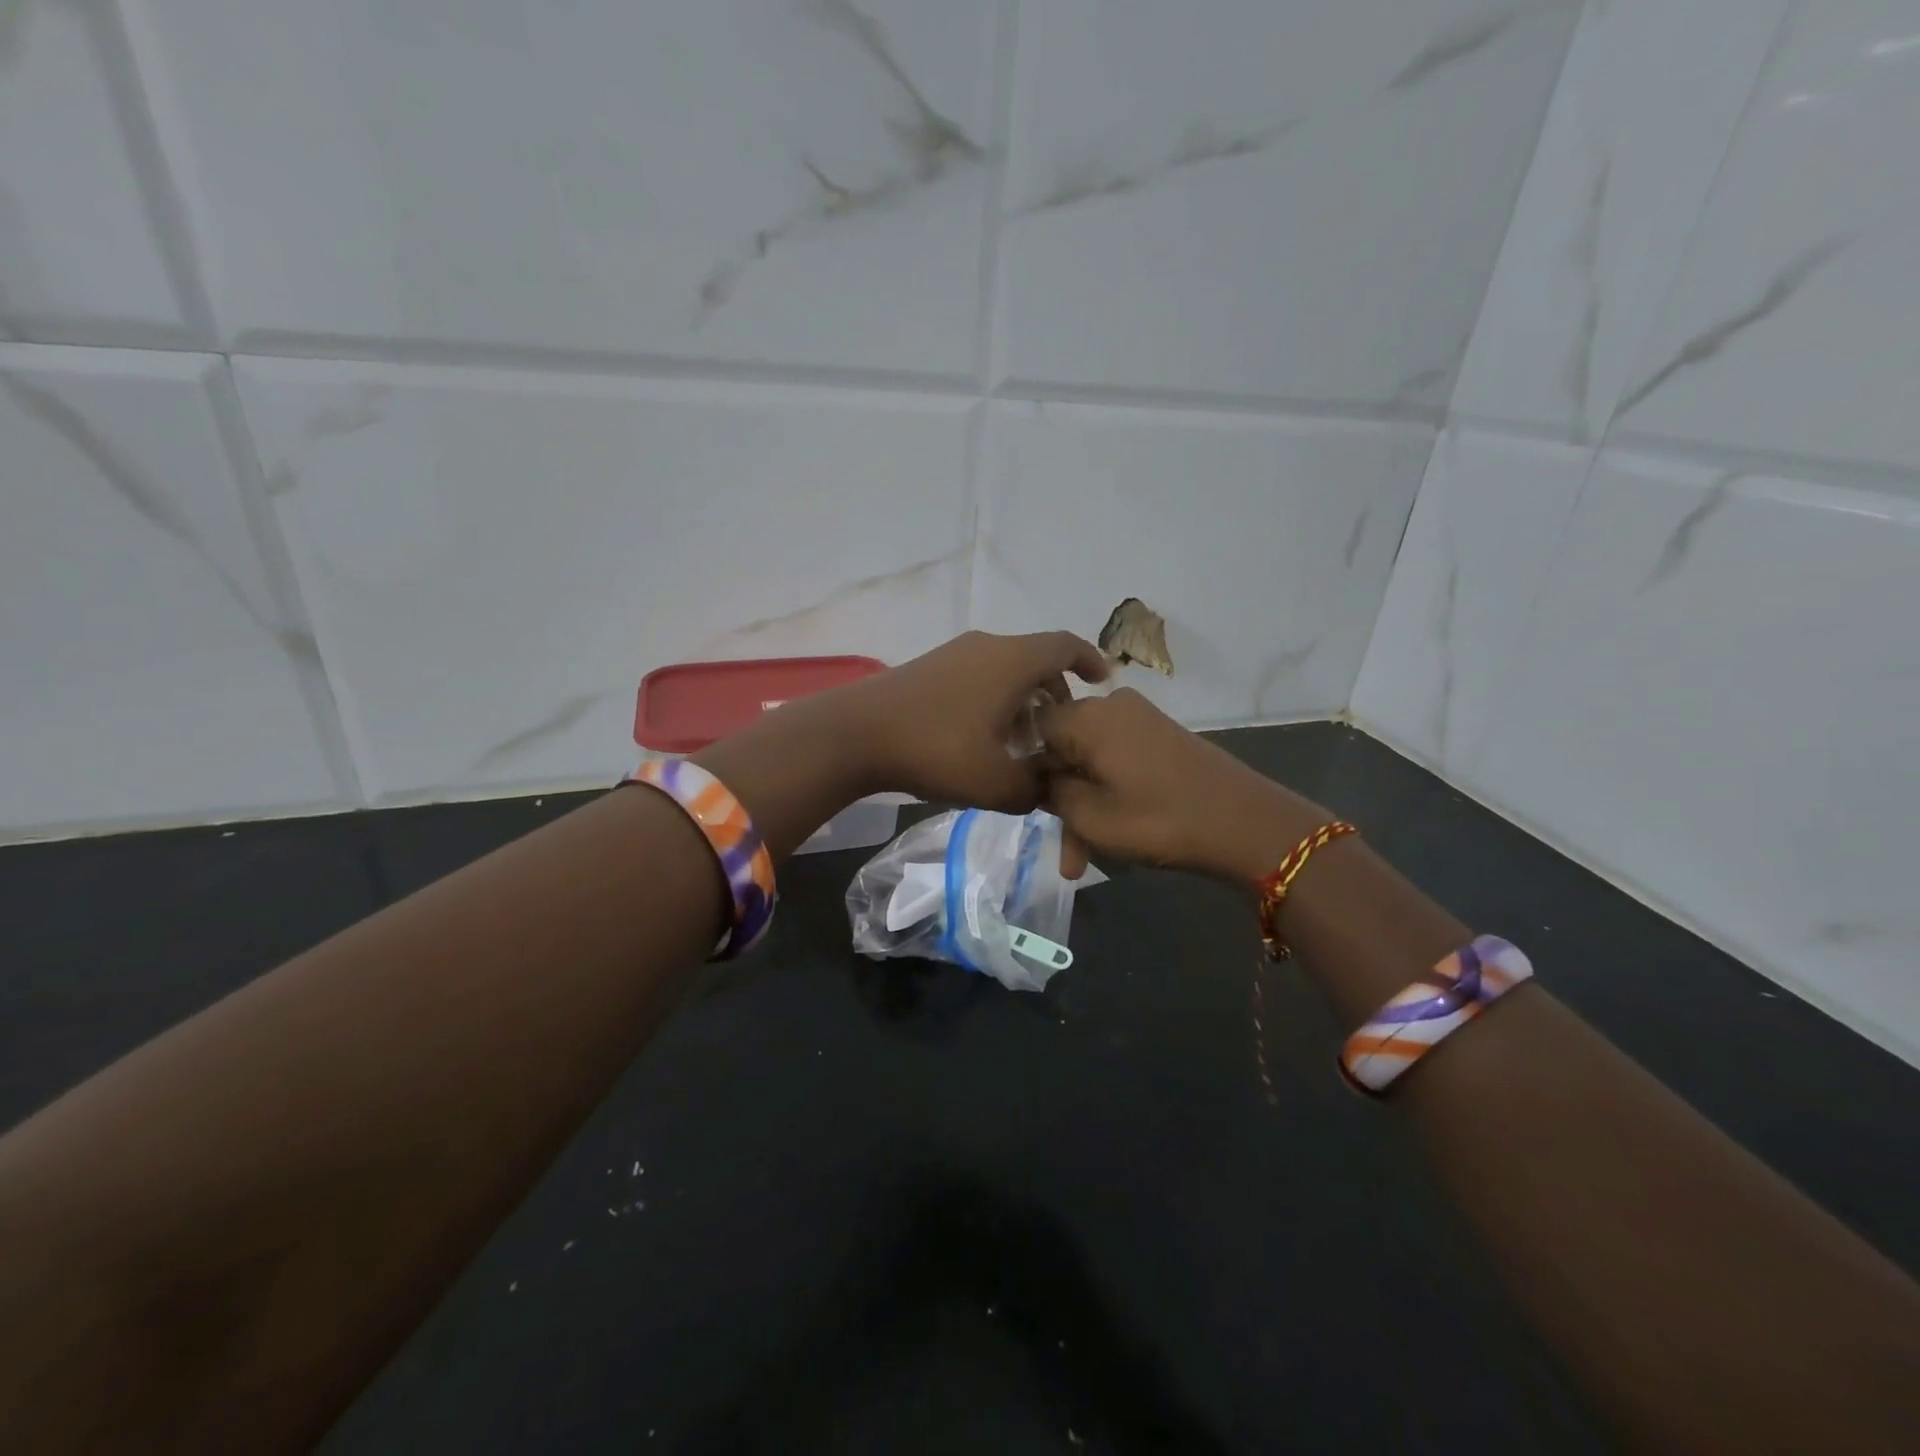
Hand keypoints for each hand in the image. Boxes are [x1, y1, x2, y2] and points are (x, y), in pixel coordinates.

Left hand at [841, 630, 1108, 811]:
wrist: (855, 734)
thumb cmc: (936, 751)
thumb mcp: (996, 783)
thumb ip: (1034, 790)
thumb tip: (1046, 790)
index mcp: (1013, 661)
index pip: (1065, 647)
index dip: (1090, 661)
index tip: (1103, 681)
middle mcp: (987, 647)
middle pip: (1035, 661)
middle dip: (1054, 694)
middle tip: (1058, 733)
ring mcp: (954, 654)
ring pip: (1005, 670)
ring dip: (1021, 701)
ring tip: (1020, 744)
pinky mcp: (929, 667)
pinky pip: (978, 675)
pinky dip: (994, 699)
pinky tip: (981, 738)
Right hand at [1036, 688, 1328, 882]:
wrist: (1246, 823)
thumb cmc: (1158, 820)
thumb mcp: (1089, 817)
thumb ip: (1050, 792)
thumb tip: (1038, 778)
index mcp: (1086, 716)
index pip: (1030, 729)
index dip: (1023, 768)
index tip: (1028, 808)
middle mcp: (1110, 706)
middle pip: (1062, 748)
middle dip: (1058, 800)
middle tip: (1064, 851)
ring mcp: (1139, 718)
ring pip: (1089, 761)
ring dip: (1083, 806)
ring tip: (1083, 860)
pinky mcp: (1160, 735)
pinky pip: (1116, 760)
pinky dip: (1108, 793)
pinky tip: (1110, 833)